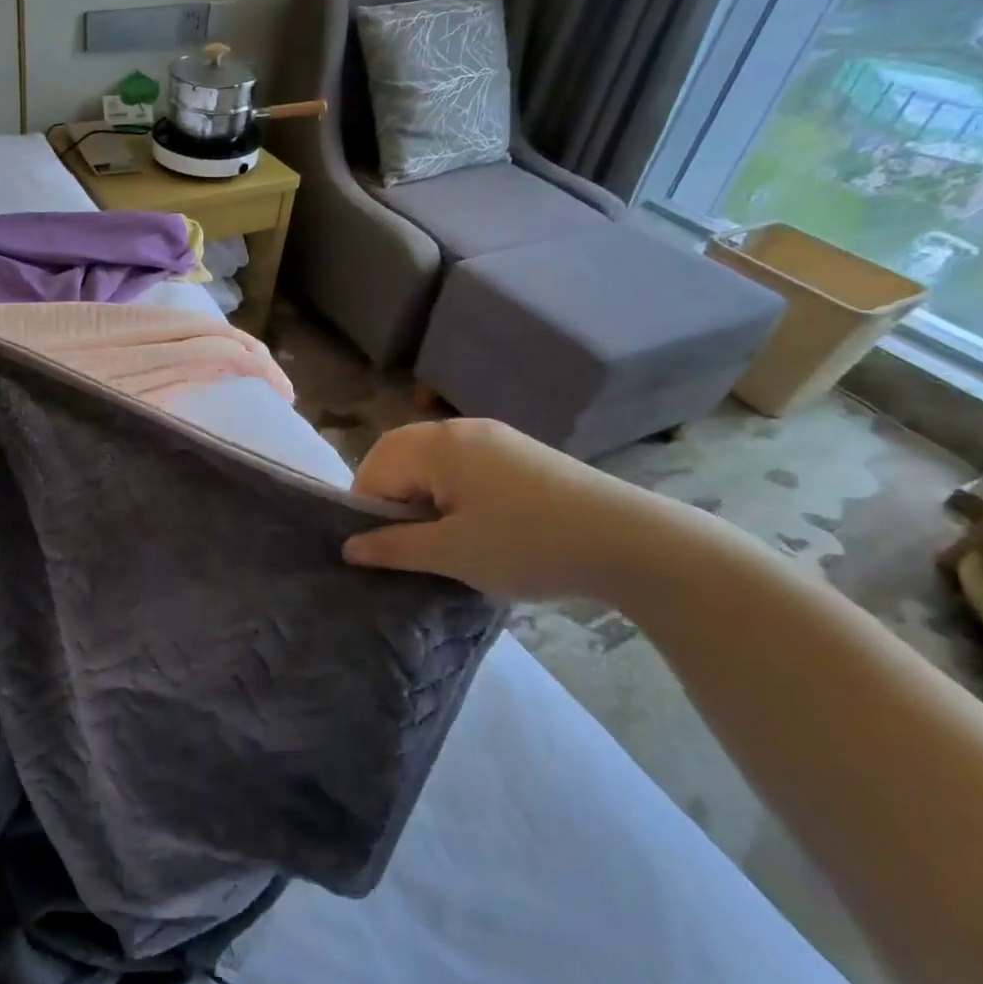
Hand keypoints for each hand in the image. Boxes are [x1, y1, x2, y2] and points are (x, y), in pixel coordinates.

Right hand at [341, 418, 670, 601]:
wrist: (634, 543)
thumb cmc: (528, 545)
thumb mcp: (451, 554)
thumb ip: (393, 547)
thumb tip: (348, 547)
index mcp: (437, 445)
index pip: (374, 469)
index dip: (365, 509)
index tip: (378, 549)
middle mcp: (460, 429)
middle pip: (399, 454)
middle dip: (389, 495)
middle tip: (400, 540)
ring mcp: (495, 437)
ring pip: (432, 459)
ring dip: (420, 492)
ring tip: (437, 535)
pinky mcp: (521, 453)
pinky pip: (463, 463)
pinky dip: (451, 489)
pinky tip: (474, 523)